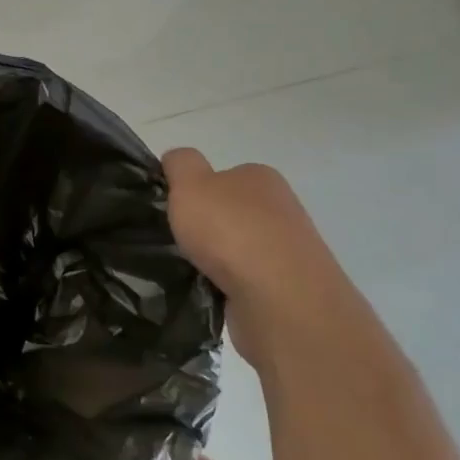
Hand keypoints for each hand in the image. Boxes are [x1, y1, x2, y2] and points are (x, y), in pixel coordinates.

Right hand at [161, 148, 371, 372]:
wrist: (280, 299)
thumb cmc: (231, 231)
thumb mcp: (191, 183)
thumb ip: (180, 164)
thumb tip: (176, 160)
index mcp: (260, 177)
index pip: (220, 176)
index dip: (193, 190)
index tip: (172, 210)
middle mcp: (279, 208)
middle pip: (229, 212)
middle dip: (204, 226)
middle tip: (176, 240)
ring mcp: (287, 249)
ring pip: (236, 247)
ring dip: (214, 258)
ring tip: (188, 269)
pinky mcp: (286, 287)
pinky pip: (244, 279)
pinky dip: (225, 284)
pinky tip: (210, 291)